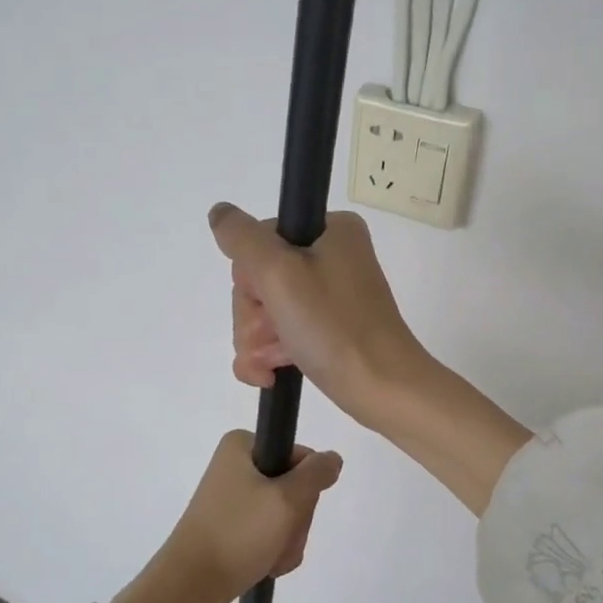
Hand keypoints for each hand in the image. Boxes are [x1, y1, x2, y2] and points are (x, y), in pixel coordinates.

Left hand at [109, 432, 343, 602]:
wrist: (190, 585)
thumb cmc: (238, 533)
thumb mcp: (286, 499)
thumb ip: (316, 474)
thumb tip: (332, 459)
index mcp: (243, 446)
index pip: (300, 456)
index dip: (306, 485)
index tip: (293, 509)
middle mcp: (236, 465)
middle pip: (294, 486)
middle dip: (295, 519)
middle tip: (280, 537)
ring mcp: (233, 498)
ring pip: (285, 514)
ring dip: (288, 539)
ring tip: (270, 557)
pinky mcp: (232, 525)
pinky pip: (269, 532)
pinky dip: (274, 550)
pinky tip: (265, 565)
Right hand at [209, 202, 530, 515]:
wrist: (382, 389)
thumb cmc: (334, 327)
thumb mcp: (280, 273)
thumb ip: (242, 238)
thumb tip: (220, 213)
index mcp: (330, 230)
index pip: (259, 240)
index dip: (252, 276)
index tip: (270, 299)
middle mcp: (331, 256)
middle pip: (259, 278)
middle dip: (254, 316)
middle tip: (274, 336)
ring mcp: (329, 296)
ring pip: (263, 311)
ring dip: (257, 341)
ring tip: (274, 363)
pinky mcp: (326, 329)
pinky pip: (278, 334)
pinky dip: (267, 356)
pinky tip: (270, 375)